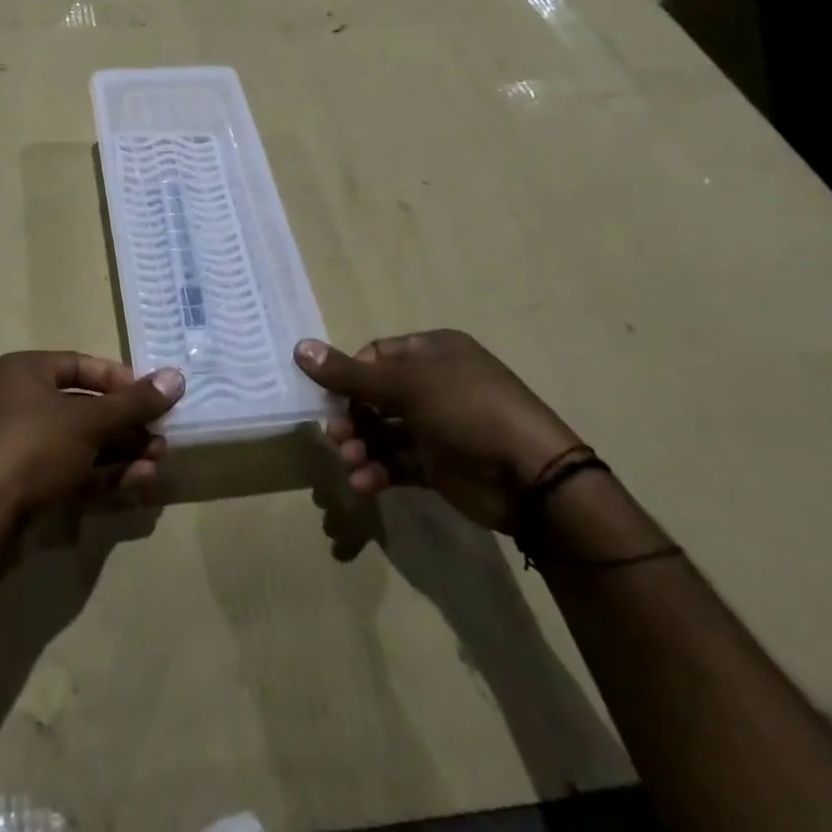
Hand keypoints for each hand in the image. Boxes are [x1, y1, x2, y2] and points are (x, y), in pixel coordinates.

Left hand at [0, 351, 184, 532]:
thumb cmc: (32, 450)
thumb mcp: (88, 422)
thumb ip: (133, 403)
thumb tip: (177, 377)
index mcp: (24, 372)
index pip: (81, 365)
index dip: (120, 380)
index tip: (153, 397)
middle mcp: (18, 402)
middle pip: (85, 408)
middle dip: (127, 425)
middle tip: (162, 438)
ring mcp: (19, 447)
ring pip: (81, 444)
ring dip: (121, 453)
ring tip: (157, 464)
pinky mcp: (23, 486)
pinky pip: (70, 471)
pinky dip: (102, 476)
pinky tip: (137, 483)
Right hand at [295, 331, 583, 532]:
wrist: (531, 478)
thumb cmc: (467, 411)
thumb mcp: (407, 386)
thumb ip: (350, 374)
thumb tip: (299, 349)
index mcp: (432, 352)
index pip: (375, 357)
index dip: (349, 375)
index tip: (328, 397)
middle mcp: (434, 385)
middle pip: (375, 396)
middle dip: (352, 416)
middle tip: (337, 436)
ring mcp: (437, 426)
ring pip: (383, 432)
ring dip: (361, 446)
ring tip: (350, 462)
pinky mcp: (439, 465)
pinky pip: (398, 462)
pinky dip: (378, 470)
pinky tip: (364, 483)